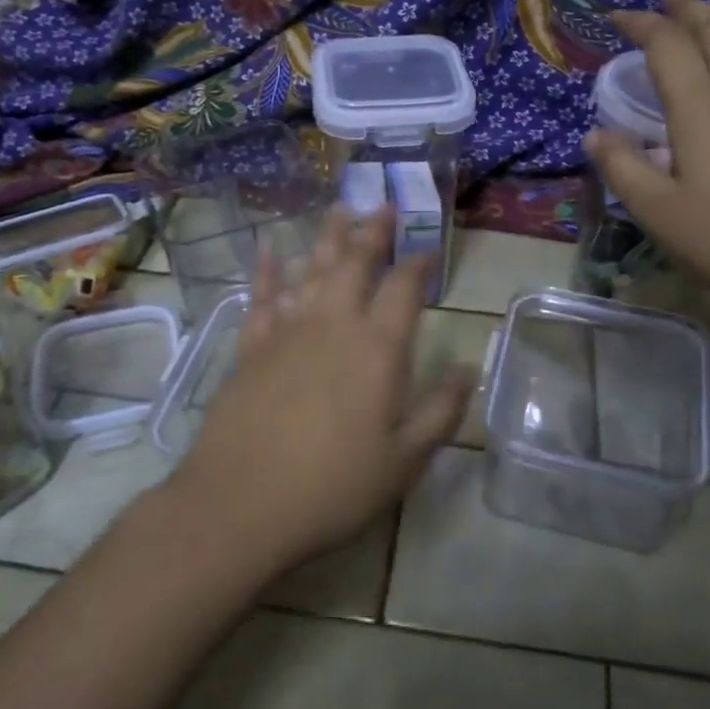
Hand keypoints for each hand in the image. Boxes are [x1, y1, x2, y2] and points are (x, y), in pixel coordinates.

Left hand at [168, 207, 469, 571]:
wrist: (240, 505)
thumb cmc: (333, 487)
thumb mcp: (404, 461)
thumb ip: (440, 411)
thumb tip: (469, 369)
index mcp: (377, 349)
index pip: (403, 288)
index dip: (419, 264)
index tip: (429, 250)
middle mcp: (334, 326)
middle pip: (355, 264)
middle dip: (372, 232)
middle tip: (382, 204)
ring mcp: (287, 333)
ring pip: (312, 271)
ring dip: (328, 239)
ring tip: (339, 209)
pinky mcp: (250, 349)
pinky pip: (262, 299)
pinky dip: (267, 272)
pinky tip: (267, 250)